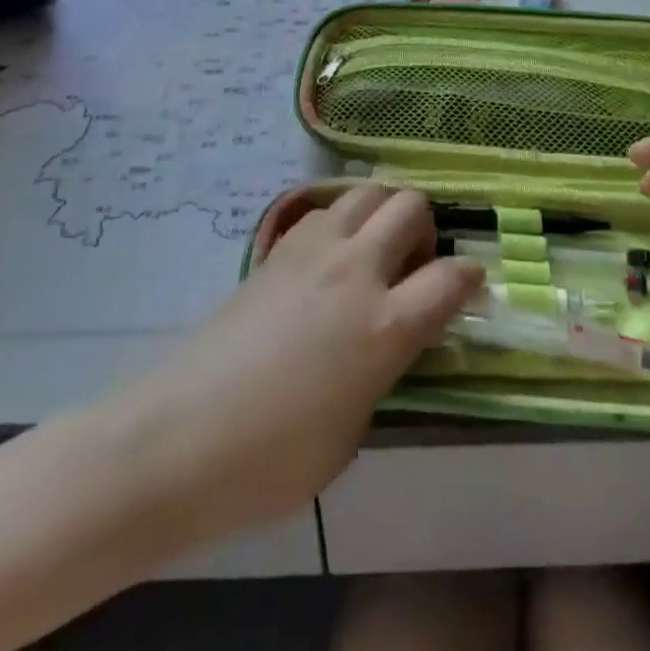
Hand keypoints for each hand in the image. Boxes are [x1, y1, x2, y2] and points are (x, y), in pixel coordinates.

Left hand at [108, 185, 483, 546]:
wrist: (178, 438)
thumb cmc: (272, 459)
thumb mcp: (353, 432)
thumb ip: (383, 370)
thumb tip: (388, 341)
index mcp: (384, 326)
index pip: (452, 277)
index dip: (471, 278)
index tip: (469, 288)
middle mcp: (355, 271)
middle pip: (411, 205)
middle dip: (425, 229)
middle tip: (413, 267)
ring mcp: (312, 251)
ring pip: (367, 190)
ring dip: (383, 213)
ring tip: (372, 254)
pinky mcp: (276, 249)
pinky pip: (324, 210)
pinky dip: (341, 222)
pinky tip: (328, 262)